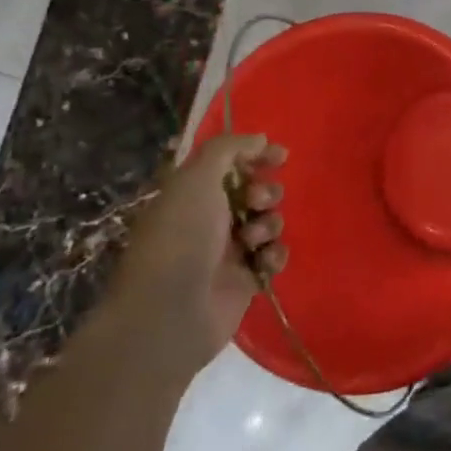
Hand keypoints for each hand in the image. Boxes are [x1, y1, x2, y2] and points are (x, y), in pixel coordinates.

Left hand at [112, 134, 288, 369]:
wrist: (171, 313)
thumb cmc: (181, 237)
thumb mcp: (197, 179)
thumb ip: (228, 149)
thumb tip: (260, 138)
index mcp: (191, 194)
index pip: (230, 164)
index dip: (256, 155)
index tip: (280, 156)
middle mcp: (209, 219)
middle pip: (255, 192)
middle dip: (266, 193)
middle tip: (257, 202)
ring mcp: (228, 251)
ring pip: (268, 223)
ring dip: (270, 224)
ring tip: (254, 240)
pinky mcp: (245, 280)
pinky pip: (273, 256)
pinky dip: (274, 255)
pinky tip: (264, 262)